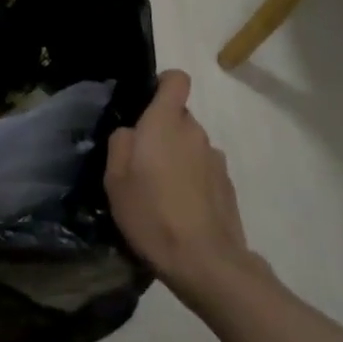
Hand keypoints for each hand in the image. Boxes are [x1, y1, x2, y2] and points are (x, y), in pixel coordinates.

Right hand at [106, 70, 253, 298]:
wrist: (204, 261)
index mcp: (166, 123)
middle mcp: (195, 132)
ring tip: (160, 193)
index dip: (162, 84)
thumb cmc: (151, 213)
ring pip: (190, 145)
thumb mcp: (115, 179)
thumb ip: (120, 144)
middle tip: (140, 164)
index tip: (145, 104)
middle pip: (178, 117)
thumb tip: (131, 132)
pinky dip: (191, 181)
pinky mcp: (227, 185)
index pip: (176, 80)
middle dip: (161, 132)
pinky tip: (179, 210)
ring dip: (176, 158)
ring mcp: (216, 159)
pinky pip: (203, 170)